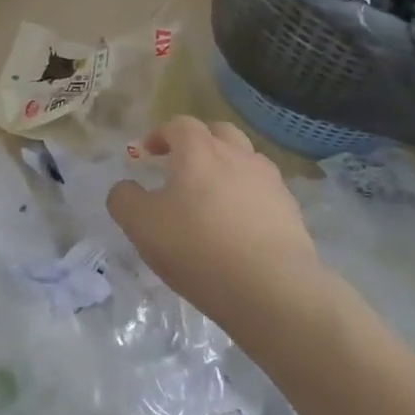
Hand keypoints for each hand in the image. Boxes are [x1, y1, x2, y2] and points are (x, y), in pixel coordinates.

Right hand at [105, 116, 322, 323]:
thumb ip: (124, 199)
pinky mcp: (290, 209)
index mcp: (199, 151)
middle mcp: (237, 155)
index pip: (179, 125)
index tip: (147, 153)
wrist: (272, 289)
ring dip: (226, 167)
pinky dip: (247, 196)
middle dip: (198, 142)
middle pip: (218, 132)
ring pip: (245, 159)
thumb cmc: (198, 249)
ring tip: (212, 197)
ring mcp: (269, 181)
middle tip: (181, 166)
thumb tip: (126, 188)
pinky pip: (263, 190)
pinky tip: (239, 225)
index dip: (160, 135)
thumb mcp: (142, 227)